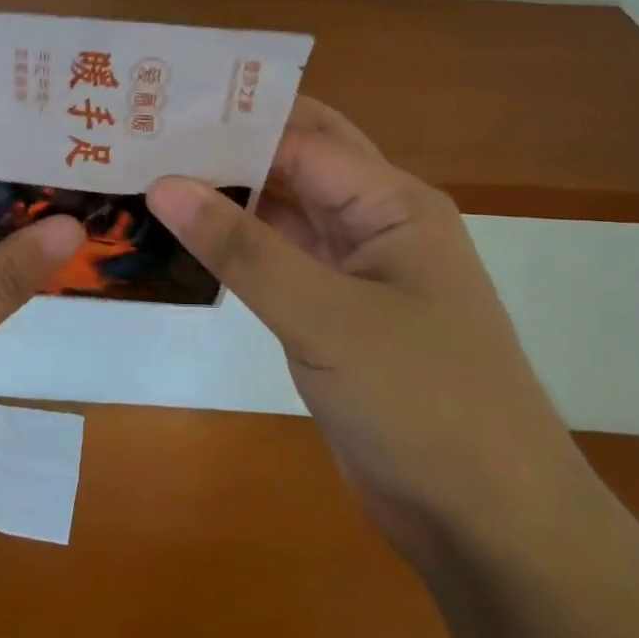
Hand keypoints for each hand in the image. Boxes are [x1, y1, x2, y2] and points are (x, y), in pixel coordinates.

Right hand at [148, 99, 589, 561]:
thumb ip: (242, 249)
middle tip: (149, 132)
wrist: (489, 524)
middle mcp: (374, 221)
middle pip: (293, 163)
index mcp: (390, 201)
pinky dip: (235, 247)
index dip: (228, 123)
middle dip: (228, 146)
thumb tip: (163, 184)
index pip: (298, 138)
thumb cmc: (423, 403)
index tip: (156, 113)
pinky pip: (278, 260)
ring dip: (226, 197)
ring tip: (149, 175)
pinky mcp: (334, 313)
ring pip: (281, 212)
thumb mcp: (325, 318)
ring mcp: (355, 269)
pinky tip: (183, 239)